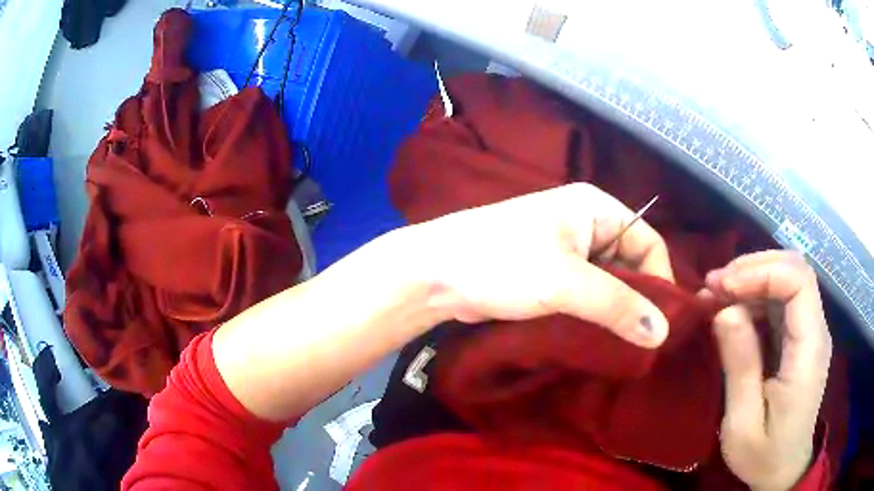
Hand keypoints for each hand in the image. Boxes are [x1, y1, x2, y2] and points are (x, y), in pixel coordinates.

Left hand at [417, 183, 674, 347]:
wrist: (436, 274)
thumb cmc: (502, 264)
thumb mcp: (566, 283)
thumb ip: (618, 306)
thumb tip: (662, 333)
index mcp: (596, 208)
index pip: (649, 242)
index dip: (661, 281)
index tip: (663, 324)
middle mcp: (586, 225)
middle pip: (630, 264)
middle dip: (638, 302)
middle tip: (645, 343)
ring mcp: (567, 251)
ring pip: (608, 284)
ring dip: (616, 313)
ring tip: (625, 347)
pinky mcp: (550, 275)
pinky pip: (586, 295)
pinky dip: (595, 316)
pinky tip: (600, 341)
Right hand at [702, 251, 831, 490]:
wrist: (784, 470)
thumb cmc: (764, 455)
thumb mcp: (743, 423)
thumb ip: (740, 366)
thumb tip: (725, 311)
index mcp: (809, 350)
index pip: (798, 281)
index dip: (761, 271)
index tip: (723, 287)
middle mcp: (816, 331)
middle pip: (794, 269)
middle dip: (753, 268)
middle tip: (713, 285)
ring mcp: (810, 332)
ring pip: (787, 280)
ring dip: (751, 279)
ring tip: (715, 295)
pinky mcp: (800, 339)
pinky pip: (782, 301)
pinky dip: (755, 297)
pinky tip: (732, 310)